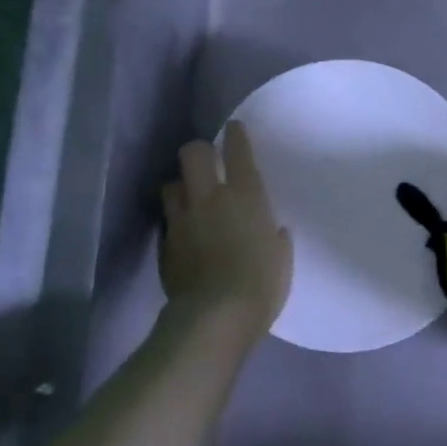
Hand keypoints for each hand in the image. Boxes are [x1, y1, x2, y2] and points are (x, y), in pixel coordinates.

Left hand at [159, 122, 293, 336]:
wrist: (216, 316)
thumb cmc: (261, 284)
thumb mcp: (281, 258)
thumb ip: (275, 238)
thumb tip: (273, 231)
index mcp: (246, 196)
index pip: (237, 151)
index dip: (235, 135)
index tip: (233, 129)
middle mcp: (210, 197)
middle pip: (192, 153)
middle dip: (198, 152)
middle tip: (205, 162)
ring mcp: (182, 219)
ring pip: (171, 184)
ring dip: (181, 187)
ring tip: (189, 198)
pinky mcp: (165, 243)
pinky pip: (167, 220)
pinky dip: (175, 221)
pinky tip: (183, 233)